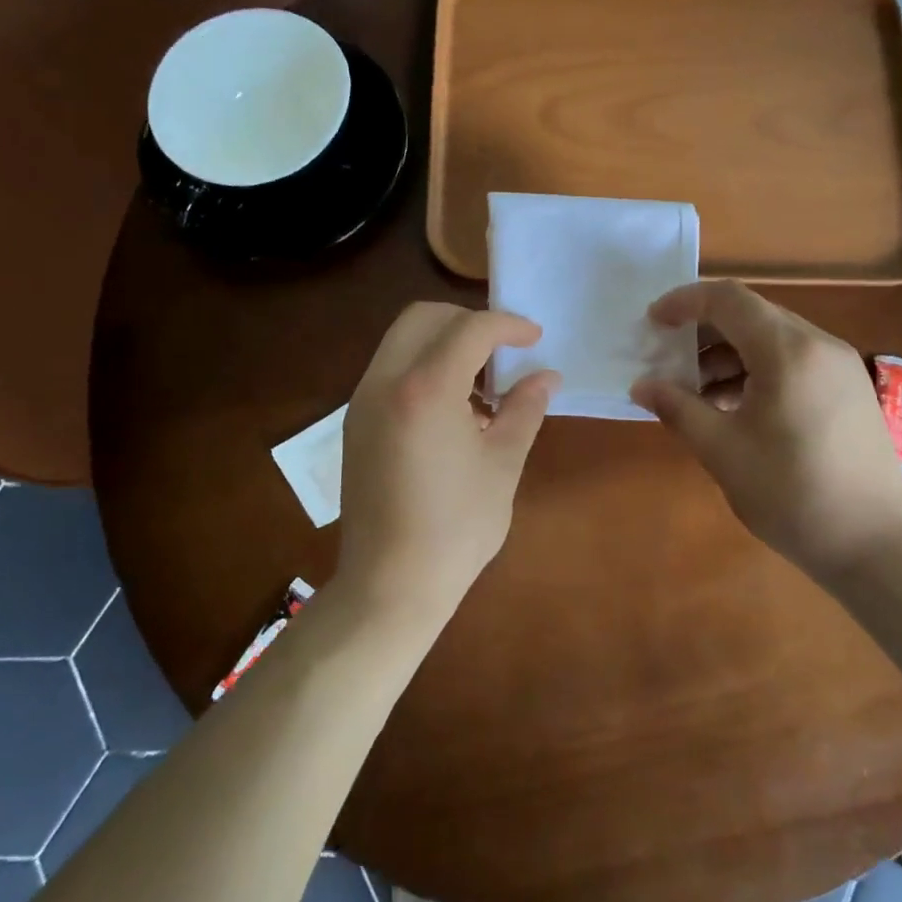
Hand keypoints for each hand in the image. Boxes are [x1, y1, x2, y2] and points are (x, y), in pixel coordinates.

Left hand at [339, 303, 559, 616]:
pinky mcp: (355, 423)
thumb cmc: (457, 527)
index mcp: (425, 389)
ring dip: (443, 343)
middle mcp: (385, 382)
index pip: (469, 329)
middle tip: (502, 350)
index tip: (534, 338)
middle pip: (424, 317)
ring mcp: (362, 402)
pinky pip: (389, 370)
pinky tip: (451, 408)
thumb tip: (546, 377)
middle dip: (468, 322)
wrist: (390, 584)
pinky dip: (422, 367)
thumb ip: (525, 409)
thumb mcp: (503, 464)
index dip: (507, 325)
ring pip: (401, 340)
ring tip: (480, 383)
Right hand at [630, 280, 901, 582]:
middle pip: (751, 314)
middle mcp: (819, 345)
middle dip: (703, 330)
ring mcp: (840, 367)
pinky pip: (794, 361)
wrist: (876, 546)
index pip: (728, 299)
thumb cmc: (792, 494)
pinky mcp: (849, 391)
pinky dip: (757, 370)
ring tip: (695, 391)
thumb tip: (642, 386)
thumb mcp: (722, 451)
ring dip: (729, 354)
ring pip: (772, 339)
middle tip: (668, 358)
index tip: (651, 323)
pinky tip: (734, 407)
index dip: (683, 302)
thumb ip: (678, 408)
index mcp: (788, 351)